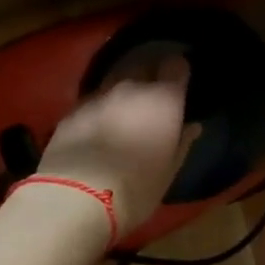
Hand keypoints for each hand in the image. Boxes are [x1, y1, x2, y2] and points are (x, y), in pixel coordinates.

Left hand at [36, 56, 191, 235]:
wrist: (75, 198)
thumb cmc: (136, 187)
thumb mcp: (169, 171)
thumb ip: (182, 142)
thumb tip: (192, 126)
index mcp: (164, 99)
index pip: (176, 66)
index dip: (178, 72)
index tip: (179, 83)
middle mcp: (132, 87)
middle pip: (144, 66)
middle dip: (150, 76)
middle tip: (152, 98)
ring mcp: (98, 96)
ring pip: (115, 81)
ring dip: (122, 92)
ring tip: (123, 112)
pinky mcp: (72, 110)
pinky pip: (92, 101)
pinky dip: (99, 109)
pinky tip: (97, 128)